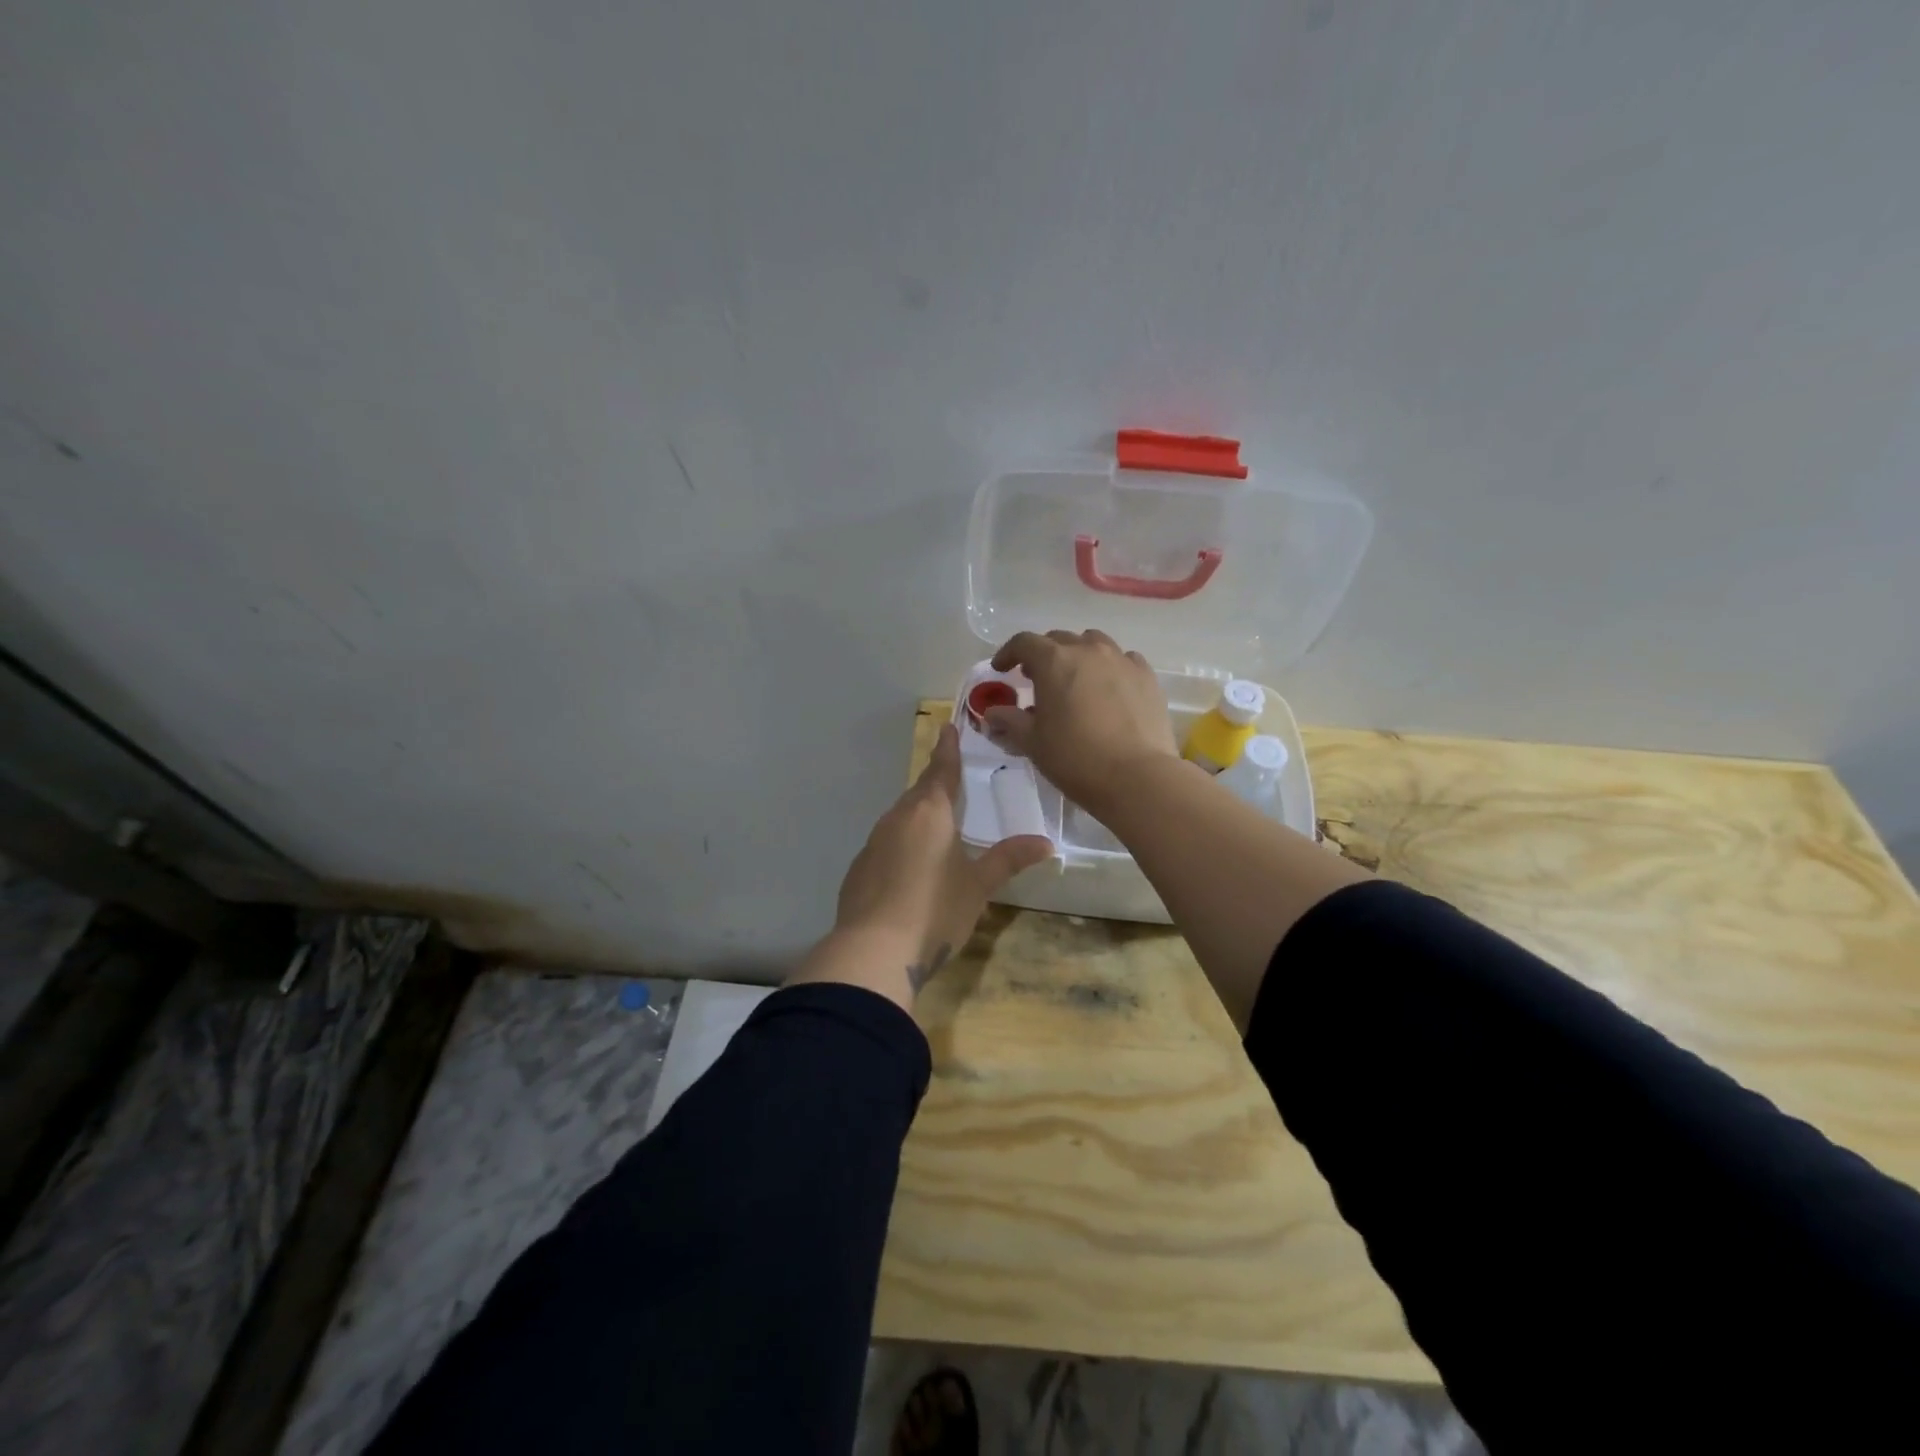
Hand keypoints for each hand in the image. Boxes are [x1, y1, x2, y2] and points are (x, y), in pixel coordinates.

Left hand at [830, 722, 1050, 995]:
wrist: (873, 950)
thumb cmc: (935, 910)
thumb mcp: (979, 886)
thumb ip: (1008, 859)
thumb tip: (1045, 842)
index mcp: (929, 813)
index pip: (941, 771)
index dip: (947, 750)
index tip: (947, 728)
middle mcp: (897, 819)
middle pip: (919, 792)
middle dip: (934, 783)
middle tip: (949, 777)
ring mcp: (873, 843)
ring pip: (900, 818)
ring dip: (917, 814)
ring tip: (935, 822)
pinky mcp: (859, 869)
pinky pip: (885, 844)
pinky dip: (901, 844)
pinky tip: (909, 866)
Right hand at [984, 630, 1179, 816]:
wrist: (1137, 777)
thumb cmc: (1075, 758)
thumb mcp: (1033, 743)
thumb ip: (1009, 722)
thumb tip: (992, 714)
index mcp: (1054, 661)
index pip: (1024, 643)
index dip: (1008, 653)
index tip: (1001, 670)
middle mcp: (1088, 650)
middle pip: (1059, 639)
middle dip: (1043, 655)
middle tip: (1035, 679)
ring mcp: (1122, 660)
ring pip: (1094, 643)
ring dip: (1078, 655)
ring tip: (1074, 679)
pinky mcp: (1147, 677)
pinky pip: (1124, 660)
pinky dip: (1110, 668)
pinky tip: (1109, 688)